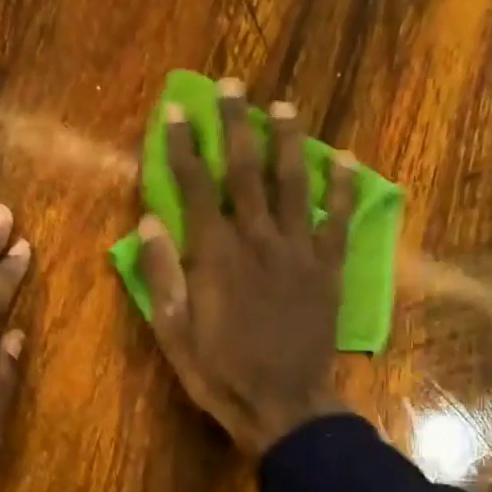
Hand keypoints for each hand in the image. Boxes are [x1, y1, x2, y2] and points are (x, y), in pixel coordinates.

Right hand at [137, 81, 354, 455]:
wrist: (283, 405)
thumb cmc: (220, 372)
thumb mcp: (173, 332)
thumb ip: (161, 275)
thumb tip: (148, 223)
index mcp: (215, 254)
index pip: (195, 186)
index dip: (182, 146)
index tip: (173, 111)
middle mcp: (258, 240)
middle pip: (245, 170)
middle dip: (235, 125)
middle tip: (232, 86)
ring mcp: (299, 251)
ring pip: (293, 184)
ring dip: (287, 141)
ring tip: (283, 106)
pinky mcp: (328, 269)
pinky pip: (338, 220)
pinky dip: (343, 188)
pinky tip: (344, 159)